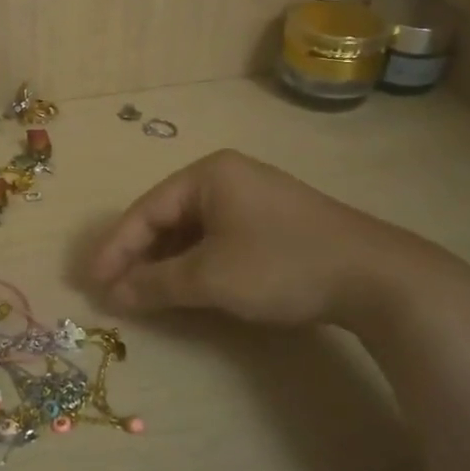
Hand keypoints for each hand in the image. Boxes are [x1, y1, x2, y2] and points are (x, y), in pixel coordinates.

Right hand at [89, 150, 448, 329]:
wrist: (378, 277)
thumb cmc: (281, 265)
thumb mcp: (210, 277)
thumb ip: (155, 283)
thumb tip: (113, 295)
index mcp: (208, 174)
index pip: (145, 211)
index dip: (114, 249)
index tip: (91, 282)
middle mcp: (227, 177)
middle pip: (167, 217)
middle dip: (138, 256)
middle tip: (112, 289)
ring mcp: (254, 198)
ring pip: (193, 230)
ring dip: (166, 263)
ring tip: (142, 293)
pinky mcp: (274, 222)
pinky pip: (218, 238)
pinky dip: (196, 263)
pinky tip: (187, 286)